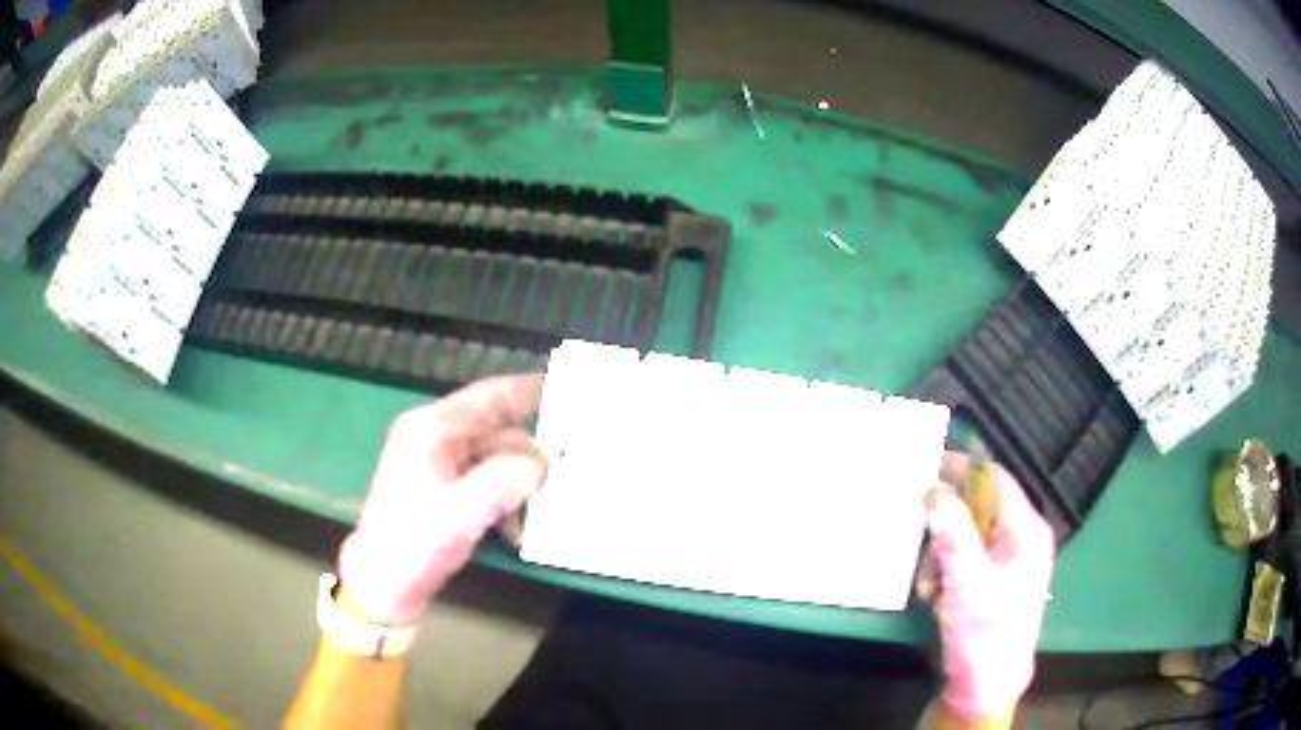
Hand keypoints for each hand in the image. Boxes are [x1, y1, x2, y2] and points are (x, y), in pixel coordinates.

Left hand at [337, 374, 548, 625]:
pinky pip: (486, 481)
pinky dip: (506, 496)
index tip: (570, 385)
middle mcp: (436, 438)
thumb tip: (545, 459)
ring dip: (520, 478)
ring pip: (494, 458)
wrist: (383, 584)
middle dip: (531, 446)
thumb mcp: (462, 511)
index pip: (489, 396)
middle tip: (575, 456)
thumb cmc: (414, 543)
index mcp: (433, 429)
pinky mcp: (443, 491)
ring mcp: (439, 465)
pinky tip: (520, 523)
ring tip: (551, 497)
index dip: (529, 388)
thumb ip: (508, 479)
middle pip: (495, 429)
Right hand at [922, 452, 1054, 719]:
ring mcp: (1007, 562)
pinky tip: (936, 598)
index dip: (964, 470)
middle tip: (922, 543)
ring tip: (930, 587)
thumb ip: (953, 534)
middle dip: (946, 527)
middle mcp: (1020, 540)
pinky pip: (965, 561)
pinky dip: (945, 573)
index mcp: (1027, 531)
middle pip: (978, 510)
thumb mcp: (966, 582)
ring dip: (941, 556)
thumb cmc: (985, 632)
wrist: (987, 685)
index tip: (927, 467)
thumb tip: (936, 490)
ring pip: (966, 537)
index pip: (996, 481)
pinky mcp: (992, 583)